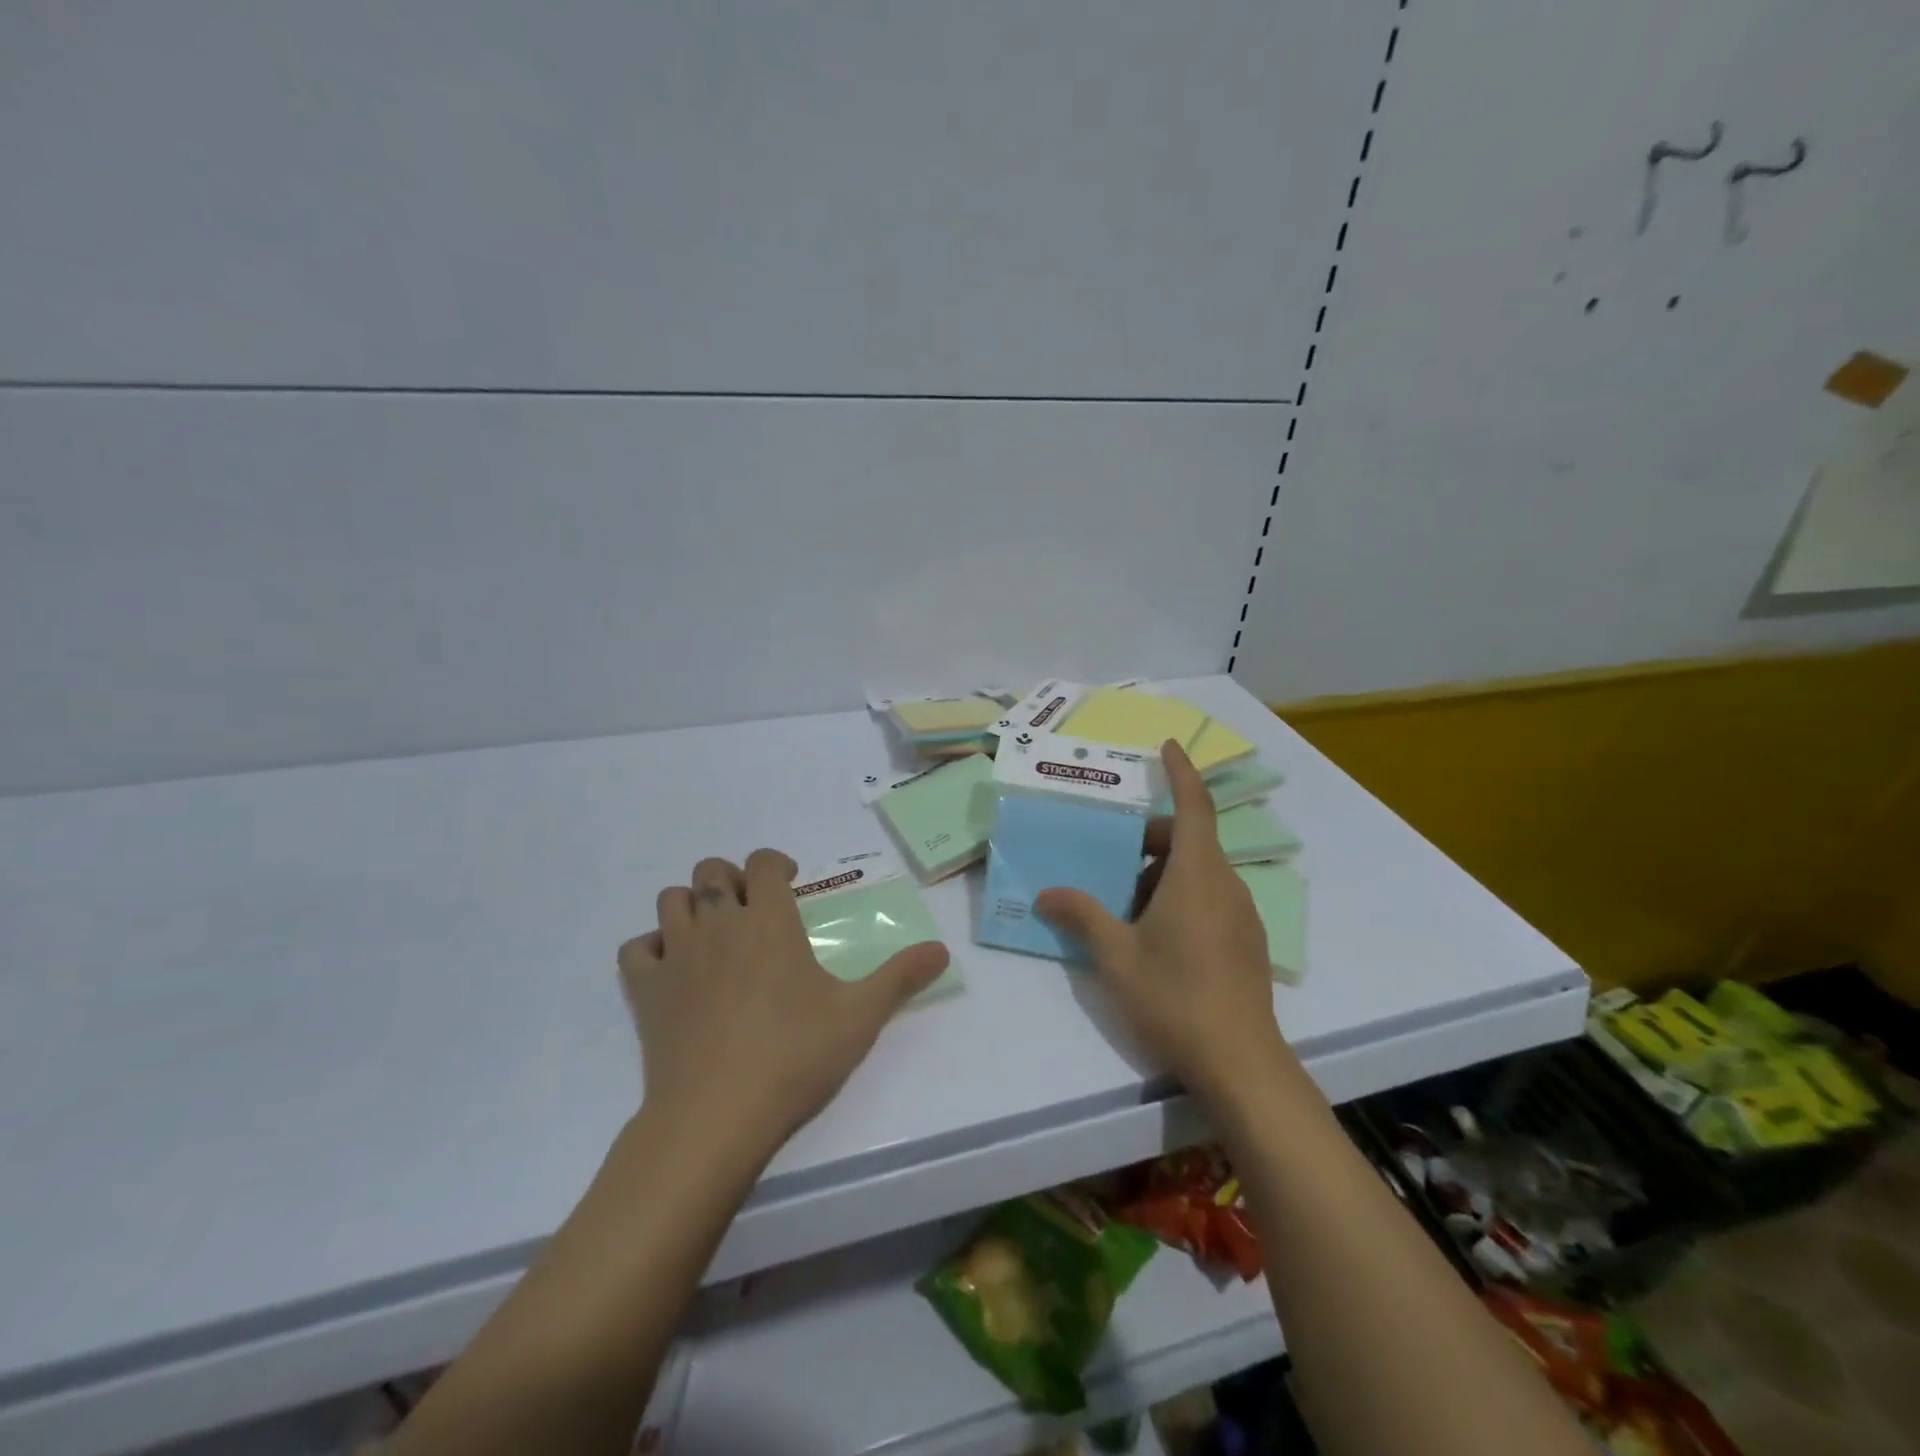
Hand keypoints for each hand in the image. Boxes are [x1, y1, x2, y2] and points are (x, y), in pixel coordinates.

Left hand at [618, 849, 949, 1157]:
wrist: (715, 1117)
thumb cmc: (793, 1058)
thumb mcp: (860, 1016)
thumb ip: (901, 977)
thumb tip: (942, 950)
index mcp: (770, 921)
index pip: (765, 863)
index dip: (776, 863)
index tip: (791, 882)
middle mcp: (719, 924)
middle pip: (712, 871)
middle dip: (733, 878)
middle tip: (754, 908)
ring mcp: (676, 955)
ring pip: (671, 900)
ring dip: (692, 904)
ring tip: (714, 932)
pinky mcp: (645, 991)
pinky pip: (636, 949)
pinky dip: (652, 948)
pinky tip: (673, 968)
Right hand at [1037, 742, 1286, 1103]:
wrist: (1241, 1063)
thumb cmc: (1175, 997)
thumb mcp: (1117, 955)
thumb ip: (1083, 916)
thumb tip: (1047, 893)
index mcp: (1197, 875)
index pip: (1194, 806)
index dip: (1181, 772)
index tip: (1168, 746)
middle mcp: (1226, 884)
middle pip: (1190, 840)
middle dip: (1151, 838)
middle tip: (1112, 857)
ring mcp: (1241, 914)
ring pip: (1199, 872)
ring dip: (1162, 873)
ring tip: (1123, 905)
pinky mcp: (1246, 941)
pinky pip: (1210, 898)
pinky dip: (1180, 896)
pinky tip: (1154, 937)